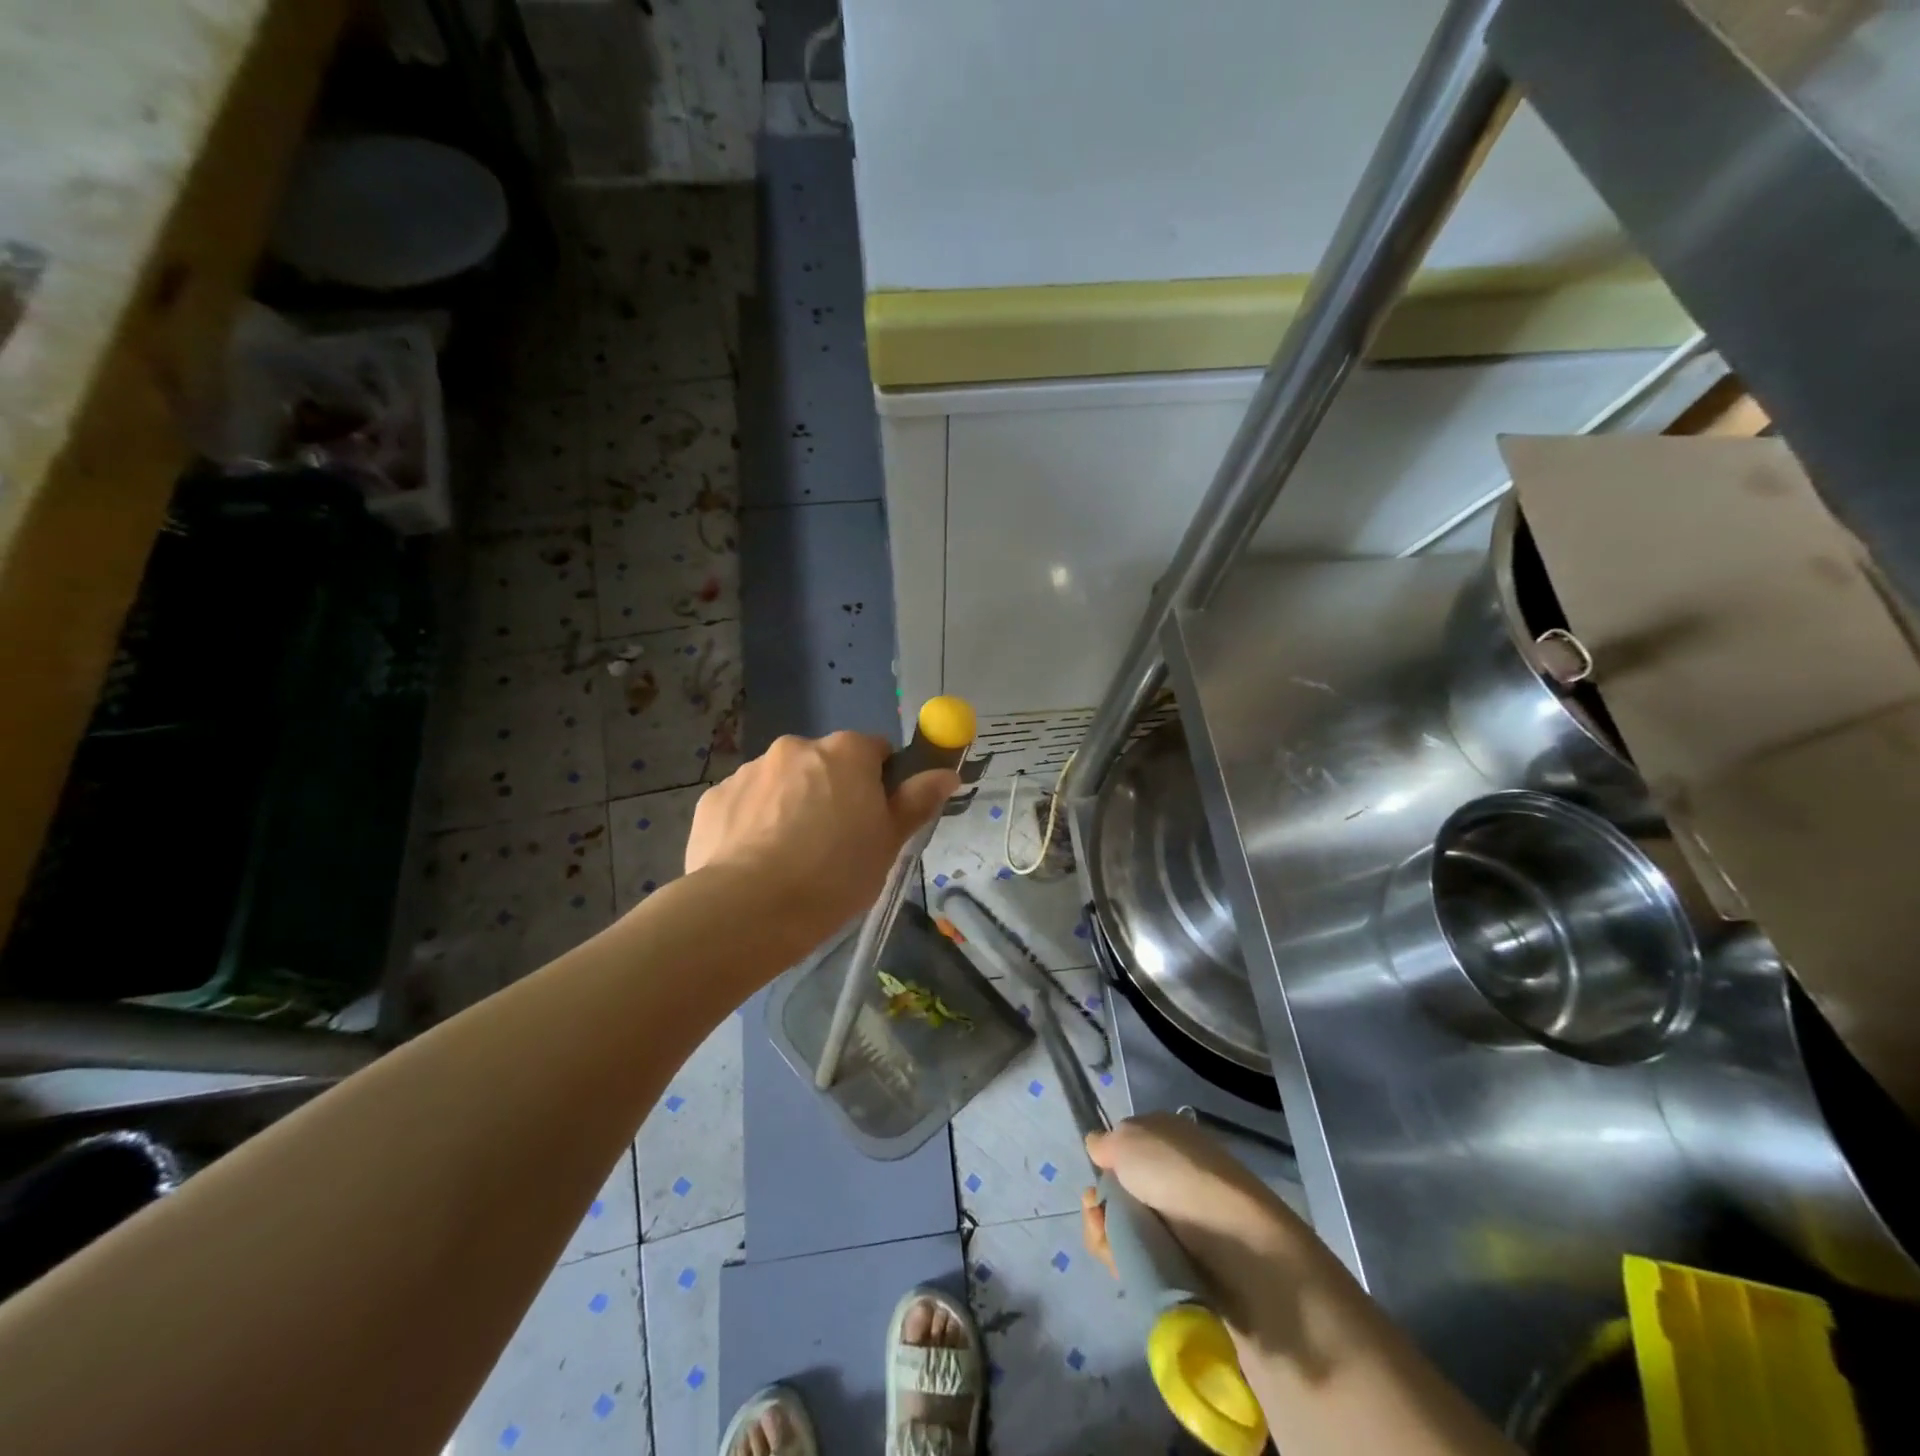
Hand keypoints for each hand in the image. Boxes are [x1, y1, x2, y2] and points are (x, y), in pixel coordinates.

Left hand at [684, 731, 958, 940]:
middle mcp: (796, 747)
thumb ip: (917, 801)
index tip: (875, 818)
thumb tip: (947, 772)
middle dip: (832, 791)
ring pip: (783, 783)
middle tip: (834, 843)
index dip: (881, 782)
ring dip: (790, 805)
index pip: (876, 750)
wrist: (749, 909)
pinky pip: (745, 805)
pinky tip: (754, 862)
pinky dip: (753, 824)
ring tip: (789, 859)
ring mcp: (750, 770)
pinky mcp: (714, 798)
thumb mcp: (889, 843)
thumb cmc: (835, 874)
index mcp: (846, 752)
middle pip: (825, 763)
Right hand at [1080, 1113, 1306, 1341]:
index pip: (1124, 1151)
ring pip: (1124, 1231)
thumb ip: (1106, 1142)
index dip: (1104, 1166)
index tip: (1095, 1180)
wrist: (1239, 1250)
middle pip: (1119, 1194)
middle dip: (1100, 1207)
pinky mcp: (1183, 1268)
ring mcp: (1179, 1226)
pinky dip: (1125, 1264)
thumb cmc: (1180, 1178)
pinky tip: (1124, 1264)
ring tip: (1110, 1244)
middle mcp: (1174, 1178)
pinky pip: (1140, 1263)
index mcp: (1168, 1139)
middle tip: (1098, 1216)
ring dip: (1107, 1237)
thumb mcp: (1131, 1140)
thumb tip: (1098, 1147)